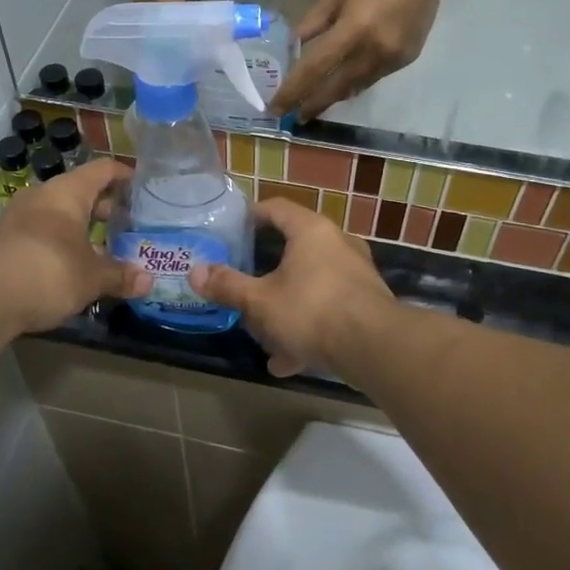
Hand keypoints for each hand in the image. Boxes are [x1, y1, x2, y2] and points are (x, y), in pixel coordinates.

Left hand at [0, 163, 150, 334]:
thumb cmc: (49, 272)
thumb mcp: (92, 278)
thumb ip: (120, 275)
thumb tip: (148, 281)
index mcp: (67, 192)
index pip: (102, 170)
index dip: (123, 175)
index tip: (141, 184)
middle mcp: (41, 196)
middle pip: (79, 191)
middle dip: (103, 206)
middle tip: (127, 222)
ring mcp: (18, 218)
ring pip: (58, 214)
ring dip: (80, 227)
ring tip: (103, 246)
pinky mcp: (3, 241)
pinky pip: (41, 233)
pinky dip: (60, 242)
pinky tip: (72, 264)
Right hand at [188, 200, 394, 376]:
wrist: (374, 347)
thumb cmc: (312, 310)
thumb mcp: (261, 301)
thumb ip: (228, 285)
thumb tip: (195, 272)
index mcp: (311, 231)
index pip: (277, 208)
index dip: (253, 215)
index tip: (234, 228)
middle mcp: (338, 244)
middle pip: (295, 248)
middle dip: (268, 271)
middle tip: (245, 282)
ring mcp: (356, 274)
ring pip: (311, 284)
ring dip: (286, 306)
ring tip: (263, 332)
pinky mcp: (367, 303)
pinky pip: (328, 309)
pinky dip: (307, 328)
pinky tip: (287, 361)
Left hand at [271, 0, 448, 119]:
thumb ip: (314, 22)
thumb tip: (295, 48)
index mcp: (354, 29)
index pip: (315, 68)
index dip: (293, 91)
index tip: (277, 108)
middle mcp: (374, 50)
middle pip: (336, 88)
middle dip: (314, 105)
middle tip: (296, 117)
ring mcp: (393, 58)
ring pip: (356, 87)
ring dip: (335, 96)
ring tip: (316, 103)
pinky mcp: (406, 60)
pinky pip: (373, 78)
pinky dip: (355, 82)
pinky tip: (345, 82)